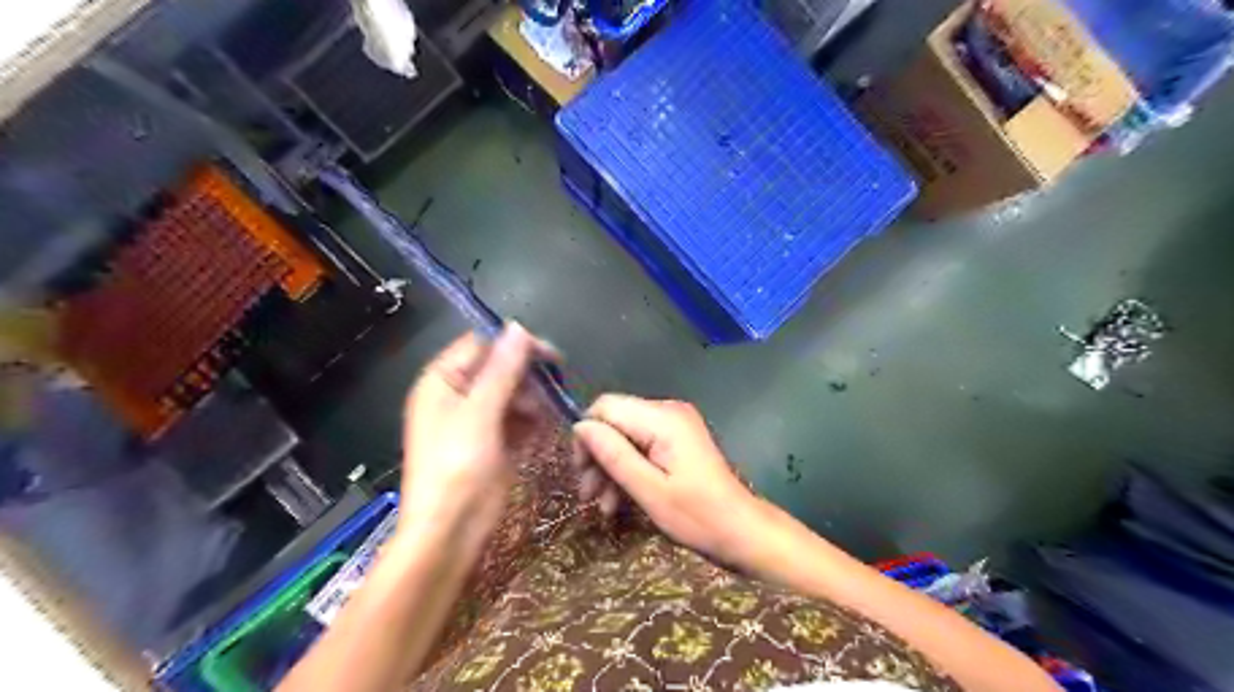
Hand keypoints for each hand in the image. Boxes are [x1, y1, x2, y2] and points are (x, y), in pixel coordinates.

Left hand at [401, 325, 554, 546]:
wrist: (450, 532)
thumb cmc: (457, 467)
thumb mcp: (479, 413)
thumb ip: (501, 370)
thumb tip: (518, 328)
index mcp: (442, 382)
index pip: (480, 346)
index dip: (514, 345)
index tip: (550, 355)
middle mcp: (457, 396)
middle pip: (499, 369)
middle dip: (527, 376)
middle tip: (555, 388)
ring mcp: (477, 421)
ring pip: (512, 394)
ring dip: (533, 399)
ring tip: (549, 413)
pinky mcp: (493, 442)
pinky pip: (517, 419)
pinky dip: (532, 420)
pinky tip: (545, 427)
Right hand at [574, 398, 767, 563]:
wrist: (741, 530)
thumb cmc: (697, 516)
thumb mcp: (649, 490)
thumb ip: (613, 454)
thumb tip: (580, 427)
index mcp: (663, 419)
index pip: (606, 406)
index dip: (587, 435)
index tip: (581, 472)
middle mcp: (668, 411)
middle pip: (615, 421)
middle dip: (598, 456)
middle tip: (588, 495)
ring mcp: (675, 424)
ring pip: (625, 435)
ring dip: (611, 467)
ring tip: (603, 505)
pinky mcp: (677, 439)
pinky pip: (641, 444)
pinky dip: (628, 468)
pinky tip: (619, 500)